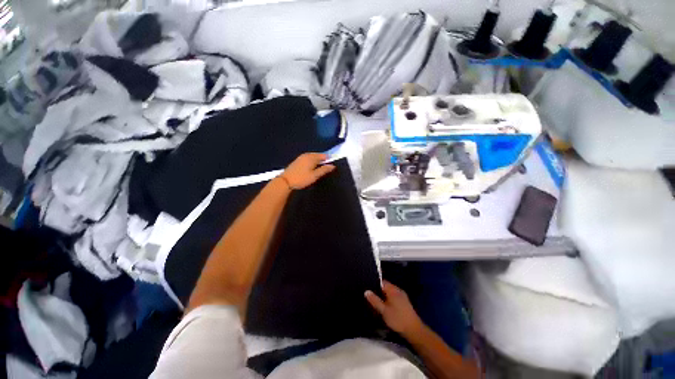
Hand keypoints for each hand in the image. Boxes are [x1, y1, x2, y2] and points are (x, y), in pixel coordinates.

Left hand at [280, 153, 335, 189]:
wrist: (285, 181)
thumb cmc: (302, 178)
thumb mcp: (314, 176)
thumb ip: (324, 170)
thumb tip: (333, 166)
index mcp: (312, 157)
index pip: (324, 155)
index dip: (329, 160)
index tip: (331, 166)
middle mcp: (307, 155)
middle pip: (318, 155)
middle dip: (323, 160)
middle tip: (325, 169)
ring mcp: (301, 157)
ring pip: (313, 157)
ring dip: (317, 161)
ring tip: (319, 169)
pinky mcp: (297, 160)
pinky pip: (308, 158)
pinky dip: (312, 162)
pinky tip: (311, 168)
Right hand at [365, 280, 424, 336]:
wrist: (414, 330)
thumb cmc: (398, 319)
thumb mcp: (384, 311)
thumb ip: (375, 300)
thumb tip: (366, 291)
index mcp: (393, 290)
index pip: (382, 282)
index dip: (374, 284)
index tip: (368, 288)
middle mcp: (398, 290)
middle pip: (386, 287)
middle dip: (378, 290)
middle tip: (370, 296)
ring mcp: (403, 296)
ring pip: (390, 292)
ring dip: (384, 296)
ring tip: (376, 301)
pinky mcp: (405, 302)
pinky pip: (394, 297)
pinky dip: (389, 299)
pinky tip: (385, 306)